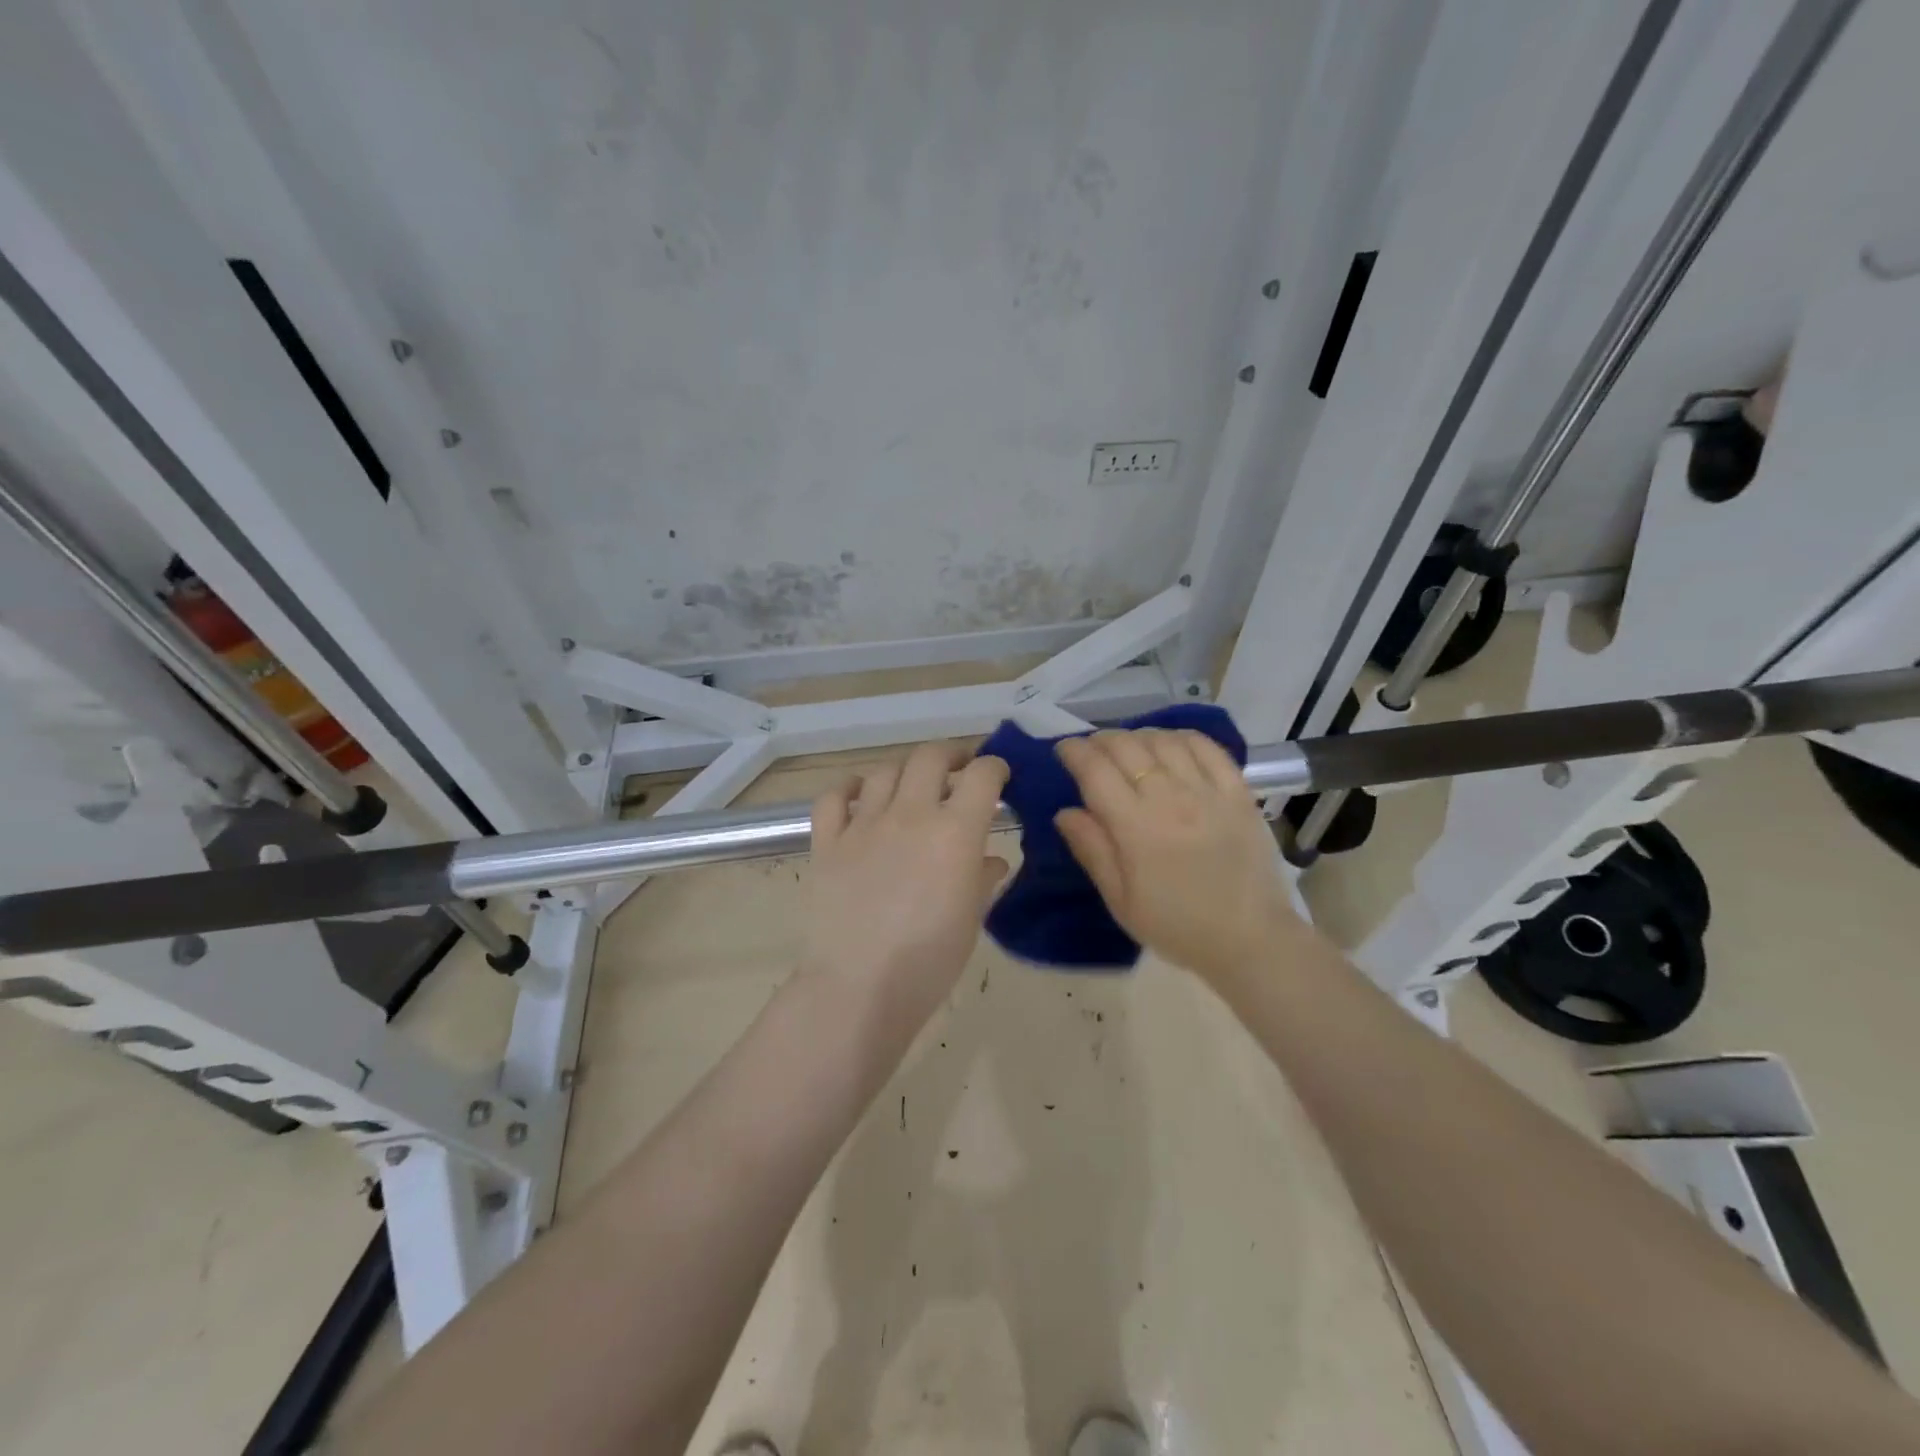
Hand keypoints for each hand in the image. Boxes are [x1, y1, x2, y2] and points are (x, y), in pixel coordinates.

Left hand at [802, 742, 1008, 1019]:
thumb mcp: (971, 919)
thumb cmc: (929, 961)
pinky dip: (849, 788)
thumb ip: (982, 879)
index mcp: (955, 832)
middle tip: (959, 770)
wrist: (859, 987)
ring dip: (905, 771)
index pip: (983, 775)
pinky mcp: (827, 842)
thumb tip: (990, 860)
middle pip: (930, 757)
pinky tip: (859, 794)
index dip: (995, 767)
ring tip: (912, 785)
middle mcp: (910, 814)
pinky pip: (834, 797)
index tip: (1000, 776)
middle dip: (951, 756)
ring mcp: (863, 825)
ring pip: (885, 772)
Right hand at [1054, 729, 1297, 981]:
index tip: (1063, 751)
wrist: (1250, 940)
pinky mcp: (1238, 792)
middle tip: (1092, 751)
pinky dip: (1182, 737)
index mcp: (1134, 827)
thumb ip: (1091, 850)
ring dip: (1137, 736)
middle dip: (1100, 740)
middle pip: (1126, 746)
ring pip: (1163, 741)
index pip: (1095, 770)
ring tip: (1129, 748)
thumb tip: (1064, 812)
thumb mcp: (1121, 901)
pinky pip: (1207, 747)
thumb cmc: (1177, 926)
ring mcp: (1207, 791)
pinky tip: (1170, 744)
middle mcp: (1169, 798)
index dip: (1073, 751)